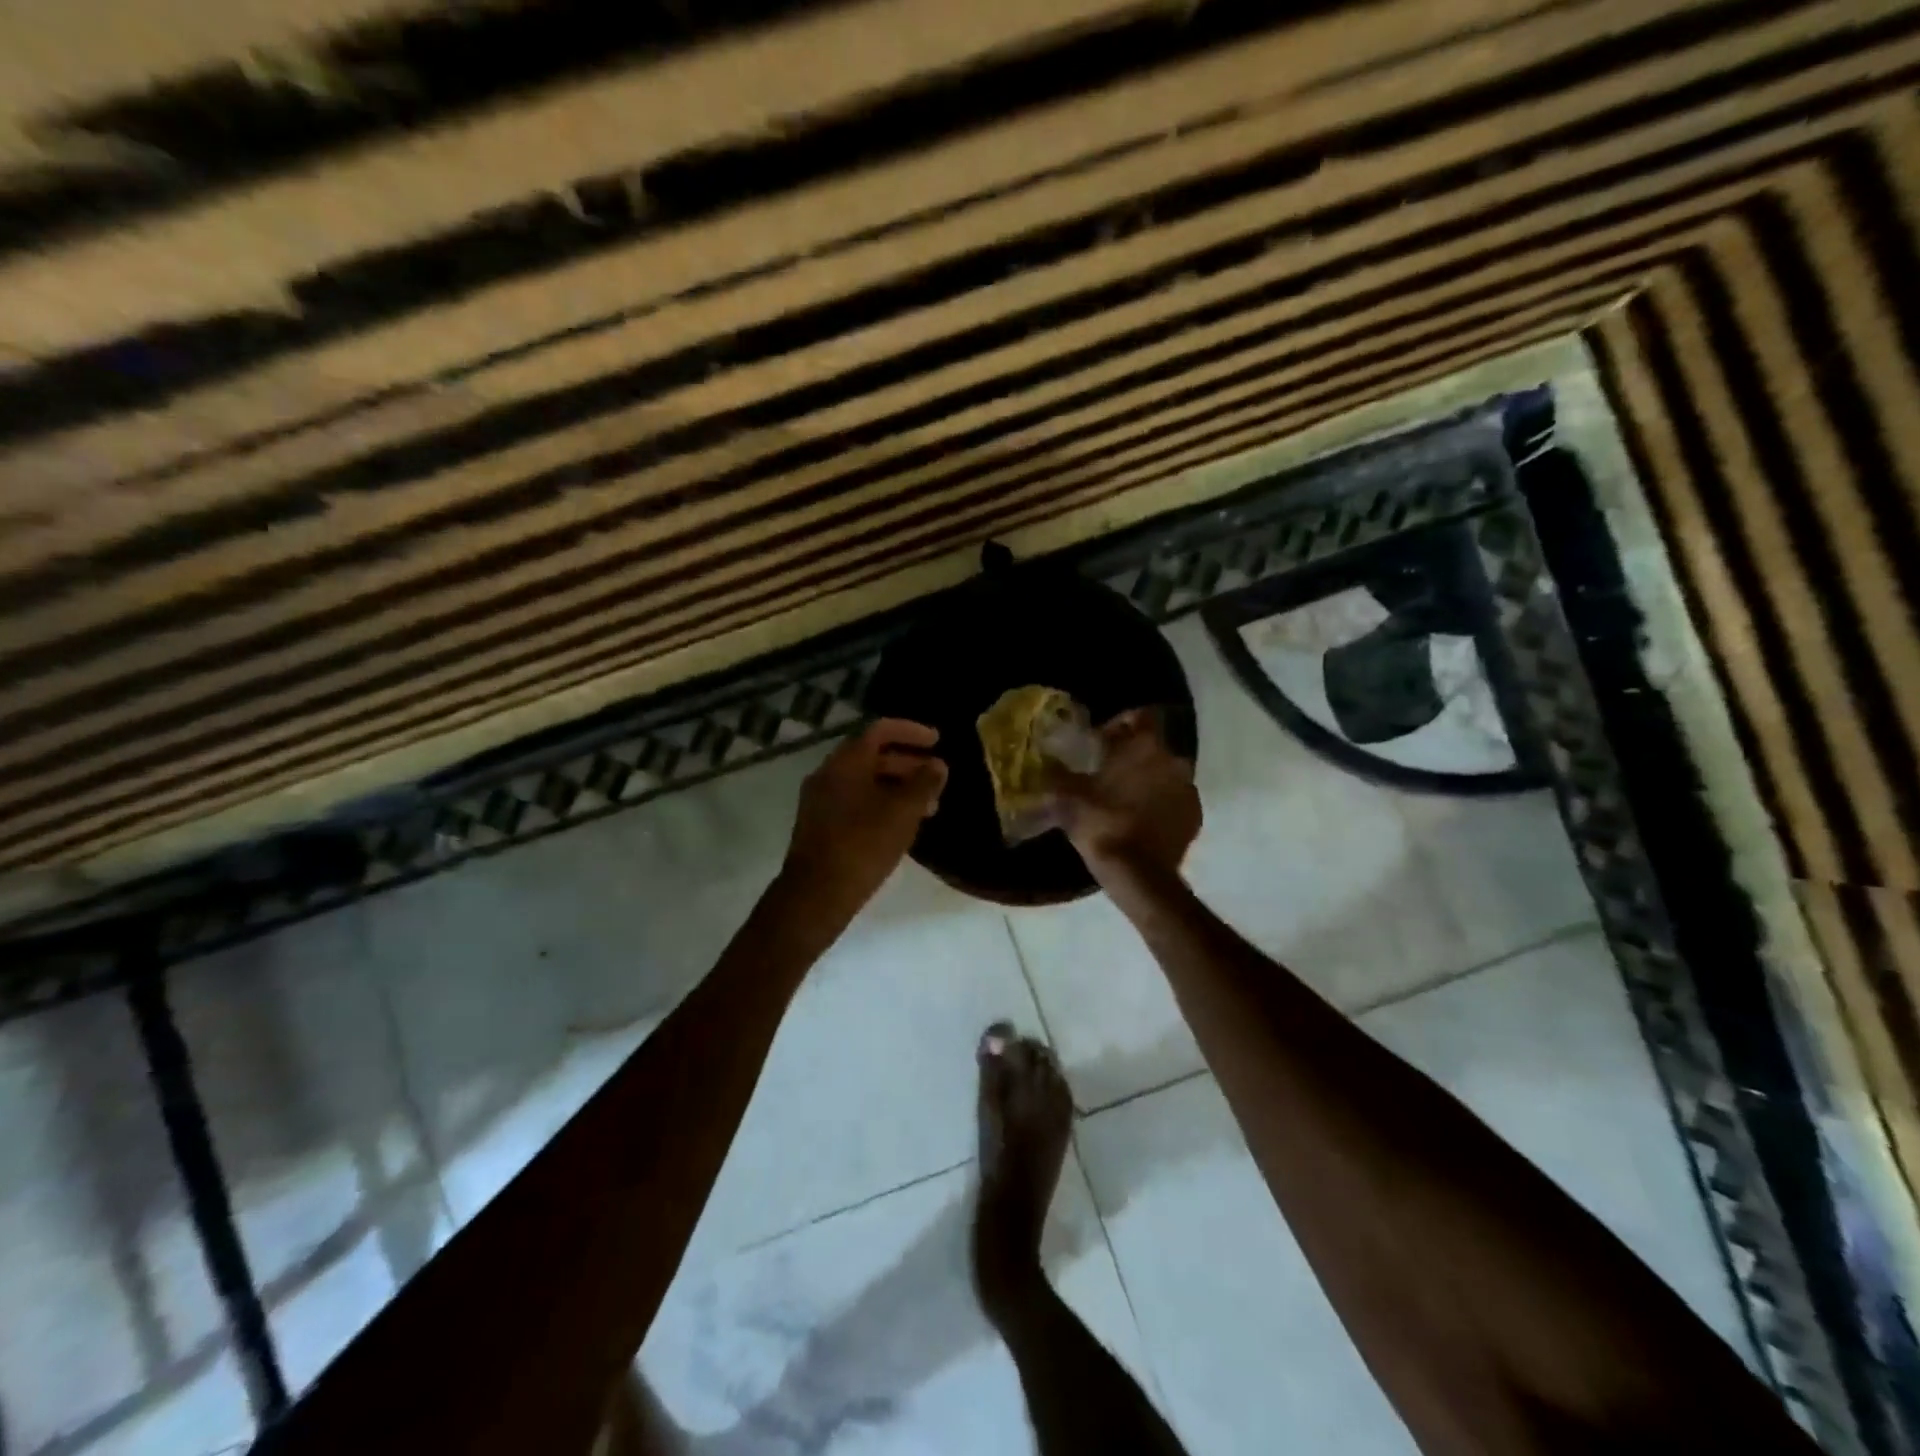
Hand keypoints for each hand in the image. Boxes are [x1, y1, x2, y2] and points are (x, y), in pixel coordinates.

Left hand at [781, 718, 948, 918]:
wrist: (816, 894)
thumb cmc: (863, 845)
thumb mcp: (903, 812)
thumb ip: (924, 784)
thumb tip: (938, 765)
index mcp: (846, 762)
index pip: (881, 730)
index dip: (911, 731)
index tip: (937, 741)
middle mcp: (829, 773)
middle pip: (872, 755)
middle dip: (908, 764)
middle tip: (936, 779)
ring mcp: (821, 799)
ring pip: (865, 781)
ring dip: (897, 787)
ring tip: (928, 809)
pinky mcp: (820, 824)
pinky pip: (855, 801)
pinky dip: (881, 803)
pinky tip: (901, 825)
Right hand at [1047, 709, 1200, 884]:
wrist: (1138, 874)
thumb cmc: (1101, 824)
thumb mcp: (1067, 796)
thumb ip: (1058, 773)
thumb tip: (1048, 761)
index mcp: (1144, 746)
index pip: (1140, 715)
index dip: (1120, 725)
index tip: (1101, 743)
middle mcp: (1173, 759)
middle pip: (1152, 747)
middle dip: (1132, 756)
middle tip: (1108, 774)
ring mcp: (1188, 789)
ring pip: (1165, 774)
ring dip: (1147, 781)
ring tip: (1124, 800)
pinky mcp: (1195, 816)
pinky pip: (1175, 800)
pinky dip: (1160, 805)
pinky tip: (1140, 821)